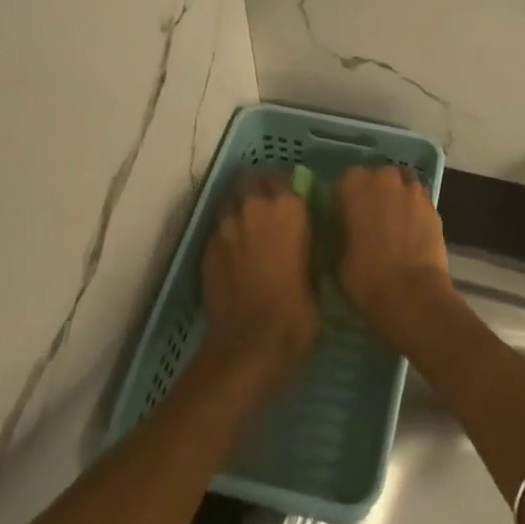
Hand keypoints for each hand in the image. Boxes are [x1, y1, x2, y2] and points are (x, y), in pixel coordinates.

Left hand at [201, 171, 318, 395]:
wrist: (249, 345)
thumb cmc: (296, 314)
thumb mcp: (317, 278)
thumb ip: (308, 248)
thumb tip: (305, 241)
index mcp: (289, 210)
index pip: (284, 177)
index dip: (286, 187)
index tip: (291, 199)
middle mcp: (254, 208)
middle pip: (250, 181)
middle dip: (257, 188)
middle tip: (267, 208)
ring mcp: (226, 227)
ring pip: (230, 201)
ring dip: (239, 208)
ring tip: (248, 228)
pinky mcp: (207, 248)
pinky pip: (218, 229)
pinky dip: (226, 234)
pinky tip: (234, 254)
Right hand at [337, 164, 454, 348]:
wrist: (411, 294)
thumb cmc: (365, 276)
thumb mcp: (338, 256)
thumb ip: (341, 233)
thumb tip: (345, 230)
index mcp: (353, 184)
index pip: (345, 181)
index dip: (345, 199)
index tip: (345, 217)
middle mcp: (384, 178)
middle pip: (377, 178)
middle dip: (373, 194)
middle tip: (369, 220)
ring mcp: (412, 191)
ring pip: (401, 186)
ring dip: (396, 199)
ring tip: (393, 224)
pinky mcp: (433, 207)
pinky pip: (418, 202)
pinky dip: (413, 212)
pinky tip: (410, 232)